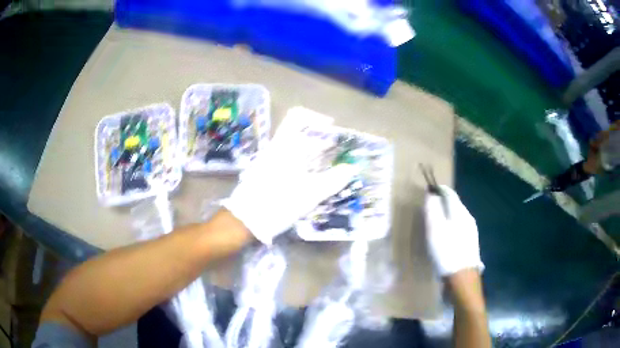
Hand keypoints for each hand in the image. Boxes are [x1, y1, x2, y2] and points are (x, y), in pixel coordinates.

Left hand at [223, 107, 357, 243]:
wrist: (246, 221)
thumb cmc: (278, 204)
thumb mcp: (310, 194)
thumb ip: (333, 180)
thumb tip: (351, 168)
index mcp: (284, 146)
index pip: (298, 117)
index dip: (316, 119)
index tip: (331, 130)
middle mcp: (274, 147)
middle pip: (297, 132)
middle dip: (317, 139)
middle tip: (333, 152)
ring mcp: (267, 159)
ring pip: (292, 146)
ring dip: (309, 152)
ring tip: (324, 167)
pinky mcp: (263, 170)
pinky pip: (285, 158)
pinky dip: (300, 162)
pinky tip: (308, 178)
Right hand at [424, 185, 483, 276]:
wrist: (462, 278)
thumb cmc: (447, 252)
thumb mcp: (435, 229)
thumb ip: (432, 210)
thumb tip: (431, 194)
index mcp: (460, 212)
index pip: (450, 193)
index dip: (439, 189)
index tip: (428, 190)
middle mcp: (468, 218)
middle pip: (454, 205)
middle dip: (442, 203)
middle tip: (429, 208)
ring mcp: (471, 232)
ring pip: (457, 217)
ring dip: (446, 216)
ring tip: (434, 223)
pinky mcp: (470, 244)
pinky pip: (458, 228)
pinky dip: (450, 227)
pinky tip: (444, 238)